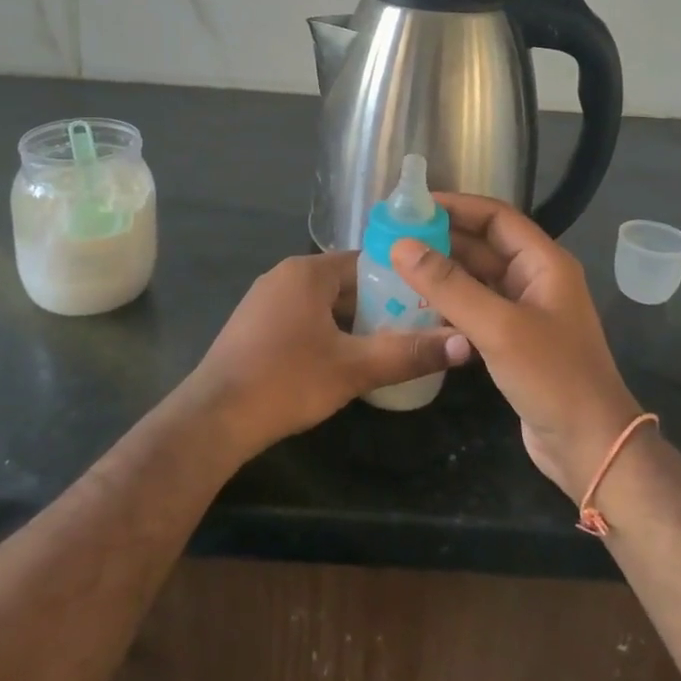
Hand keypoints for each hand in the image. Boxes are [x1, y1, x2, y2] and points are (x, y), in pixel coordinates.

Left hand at [181, 251, 467, 458]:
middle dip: (378, 305)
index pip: (366, 261)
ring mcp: (264, 300)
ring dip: (352, 322)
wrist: (214, 419)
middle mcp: (284, 275)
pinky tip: (342, 361)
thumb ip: (409, 353)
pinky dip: (326, 332)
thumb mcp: (354, 368)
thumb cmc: (287, 381)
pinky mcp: (253, 326)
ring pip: (323, 303)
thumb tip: (466, 343)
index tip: (427, 303)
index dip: (400, 281)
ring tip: (386, 347)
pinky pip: (302, 318)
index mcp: (308, 271)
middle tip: (414, 330)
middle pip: (345, 283)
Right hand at [391, 195, 640, 501]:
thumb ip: (449, 285)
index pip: (497, 217)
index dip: (457, 206)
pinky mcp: (513, 340)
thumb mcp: (498, 326)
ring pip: (477, 278)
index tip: (413, 205)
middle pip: (484, 245)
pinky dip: (448, 304)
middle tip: (395, 237)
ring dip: (442, 272)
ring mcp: (524, 311)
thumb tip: (401, 245)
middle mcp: (535, 279)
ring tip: (396, 267)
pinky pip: (476, 309)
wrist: (589, 448)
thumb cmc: (551, 377)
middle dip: (442, 239)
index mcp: (544, 263)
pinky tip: (416, 307)